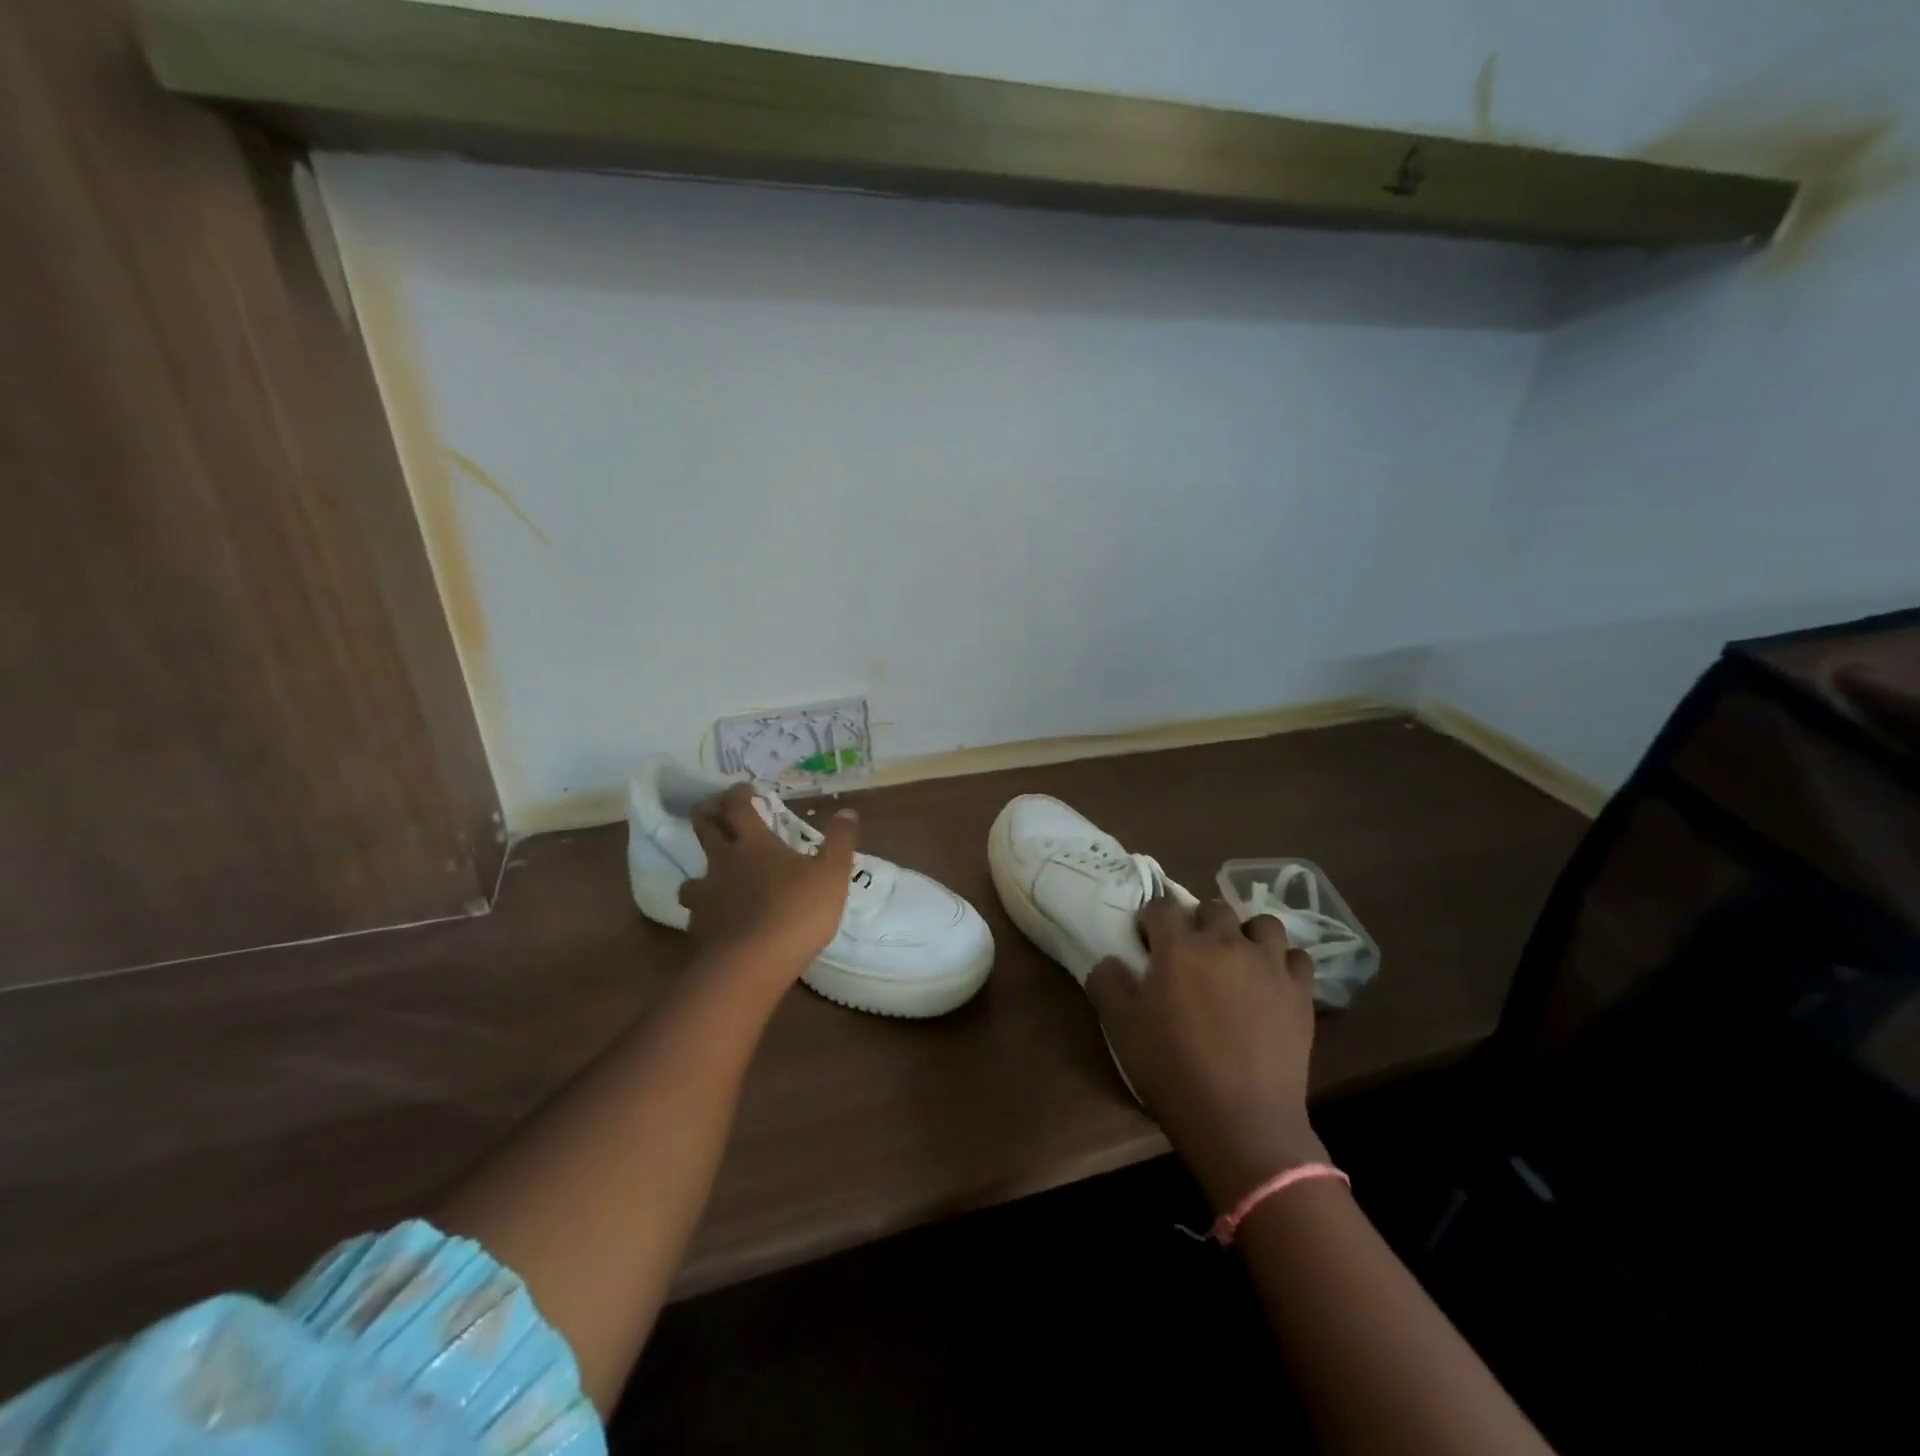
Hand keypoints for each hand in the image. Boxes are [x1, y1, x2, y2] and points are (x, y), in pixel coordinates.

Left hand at [677, 785, 857, 986]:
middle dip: (707, 815)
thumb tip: (847, 812)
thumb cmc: (795, 911)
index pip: (737, 806)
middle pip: (703, 829)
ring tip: (715, 875)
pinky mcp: (699, 930)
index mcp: (752, 844)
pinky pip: (698, 912)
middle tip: (715, 812)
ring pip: (692, 875)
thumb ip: (840, 841)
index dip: (738, 793)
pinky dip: (707, 910)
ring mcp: (706, 897)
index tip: (745, 789)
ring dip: (701, 869)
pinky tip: (721, 920)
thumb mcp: (831, 874)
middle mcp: (722, 863)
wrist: (750, 967)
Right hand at [1088, 897, 1327, 1210]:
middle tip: (1191, 955)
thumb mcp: (1121, 1027)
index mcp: (1179, 947)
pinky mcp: (1300, 992)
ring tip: (1237, 961)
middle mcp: (1225, 943)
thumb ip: (1108, 983)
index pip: (1161, 906)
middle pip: (1213, 908)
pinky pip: (1297, 958)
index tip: (1147, 942)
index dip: (1151, 920)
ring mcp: (1268, 965)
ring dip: (1246, 935)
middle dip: (1198, 923)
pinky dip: (1283, 963)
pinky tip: (1272, 983)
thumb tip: (1110, 961)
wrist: (1241, 1121)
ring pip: (1262, 924)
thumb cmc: (1173, 1070)